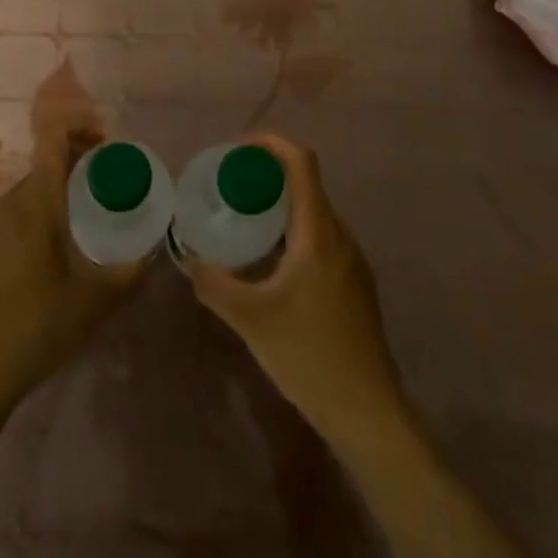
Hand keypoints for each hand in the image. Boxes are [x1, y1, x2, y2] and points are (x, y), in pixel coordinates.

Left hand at [0, 126, 143, 422]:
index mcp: (36, 202)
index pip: (53, 139)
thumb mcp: (92, 303)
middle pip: (45, 162)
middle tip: (110, 181)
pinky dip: (41, 208)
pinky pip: (18, 210)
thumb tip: (153, 254)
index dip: (80, 127)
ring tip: (89, 212)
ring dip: (59, 186)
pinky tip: (58, 244)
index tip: (108, 144)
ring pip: (31, 187)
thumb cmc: (35, 327)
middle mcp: (10, 202)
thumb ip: (128, 274)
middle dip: (78, 161)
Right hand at [183, 134, 406, 444]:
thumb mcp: (250, 319)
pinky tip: (270, 262)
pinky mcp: (354, 284)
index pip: (301, 161)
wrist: (368, 413)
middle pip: (306, 183)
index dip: (270, 144)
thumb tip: (189, 259)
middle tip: (230, 187)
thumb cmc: (310, 355)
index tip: (237, 151)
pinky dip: (292, 232)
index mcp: (319, 231)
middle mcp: (340, 235)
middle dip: (267, 176)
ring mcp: (352, 260)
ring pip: (313, 213)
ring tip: (244, 221)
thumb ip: (214, 284)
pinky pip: (320, 238)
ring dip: (280, 206)